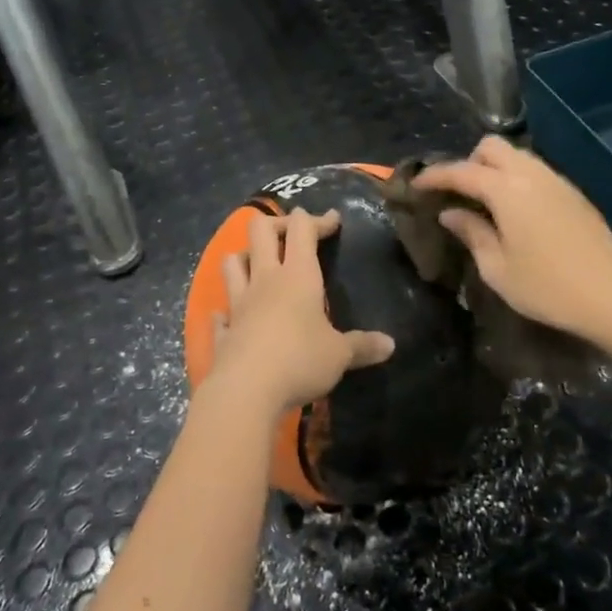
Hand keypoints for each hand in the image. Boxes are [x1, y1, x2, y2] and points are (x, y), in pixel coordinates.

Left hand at [207, 207, 394, 418]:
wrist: (246, 390)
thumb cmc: (300, 360)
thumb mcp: (340, 355)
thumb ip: (362, 345)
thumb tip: (391, 345)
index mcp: (298, 276)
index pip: (302, 230)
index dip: (317, 219)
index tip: (332, 220)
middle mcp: (265, 280)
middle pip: (260, 230)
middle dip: (277, 223)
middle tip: (293, 233)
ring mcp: (239, 304)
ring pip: (233, 262)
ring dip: (245, 256)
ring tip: (259, 265)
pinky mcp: (224, 331)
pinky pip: (221, 313)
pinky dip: (226, 311)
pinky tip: (230, 316)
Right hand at [414, 137, 611, 343]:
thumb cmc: (547, 288)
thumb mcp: (497, 268)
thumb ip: (472, 233)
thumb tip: (451, 213)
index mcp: (507, 191)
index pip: (462, 171)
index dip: (435, 176)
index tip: (416, 185)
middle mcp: (531, 175)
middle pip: (492, 146)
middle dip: (469, 162)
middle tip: (459, 193)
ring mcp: (557, 181)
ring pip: (517, 155)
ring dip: (495, 169)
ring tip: (485, 202)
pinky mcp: (573, 193)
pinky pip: (536, 171)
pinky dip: (517, 179)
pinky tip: (516, 211)